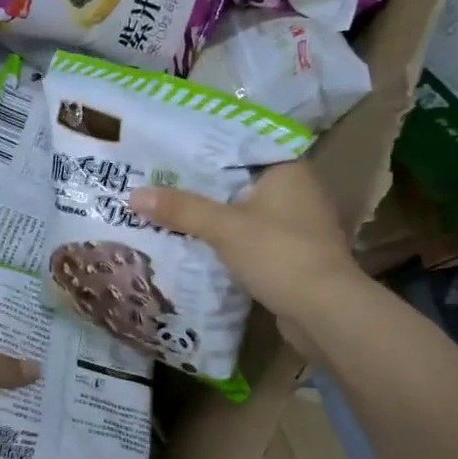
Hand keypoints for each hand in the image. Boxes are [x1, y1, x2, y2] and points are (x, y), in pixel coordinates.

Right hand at [129, 161, 362, 348]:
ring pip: (245, 212)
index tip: (169, 152)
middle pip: (240, 181)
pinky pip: (252, 239)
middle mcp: (298, 191)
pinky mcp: (293, 254)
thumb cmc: (279, 254)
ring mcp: (298, 225)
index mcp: (288, 170)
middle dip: (202, 186)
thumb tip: (133, 194)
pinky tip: (197, 244)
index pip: (241, 147)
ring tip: (170, 211)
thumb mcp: (224, 227)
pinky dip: (228, 241)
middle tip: (159, 182)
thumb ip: (182, 209)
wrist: (324, 310)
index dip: (204, 150)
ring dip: (214, 216)